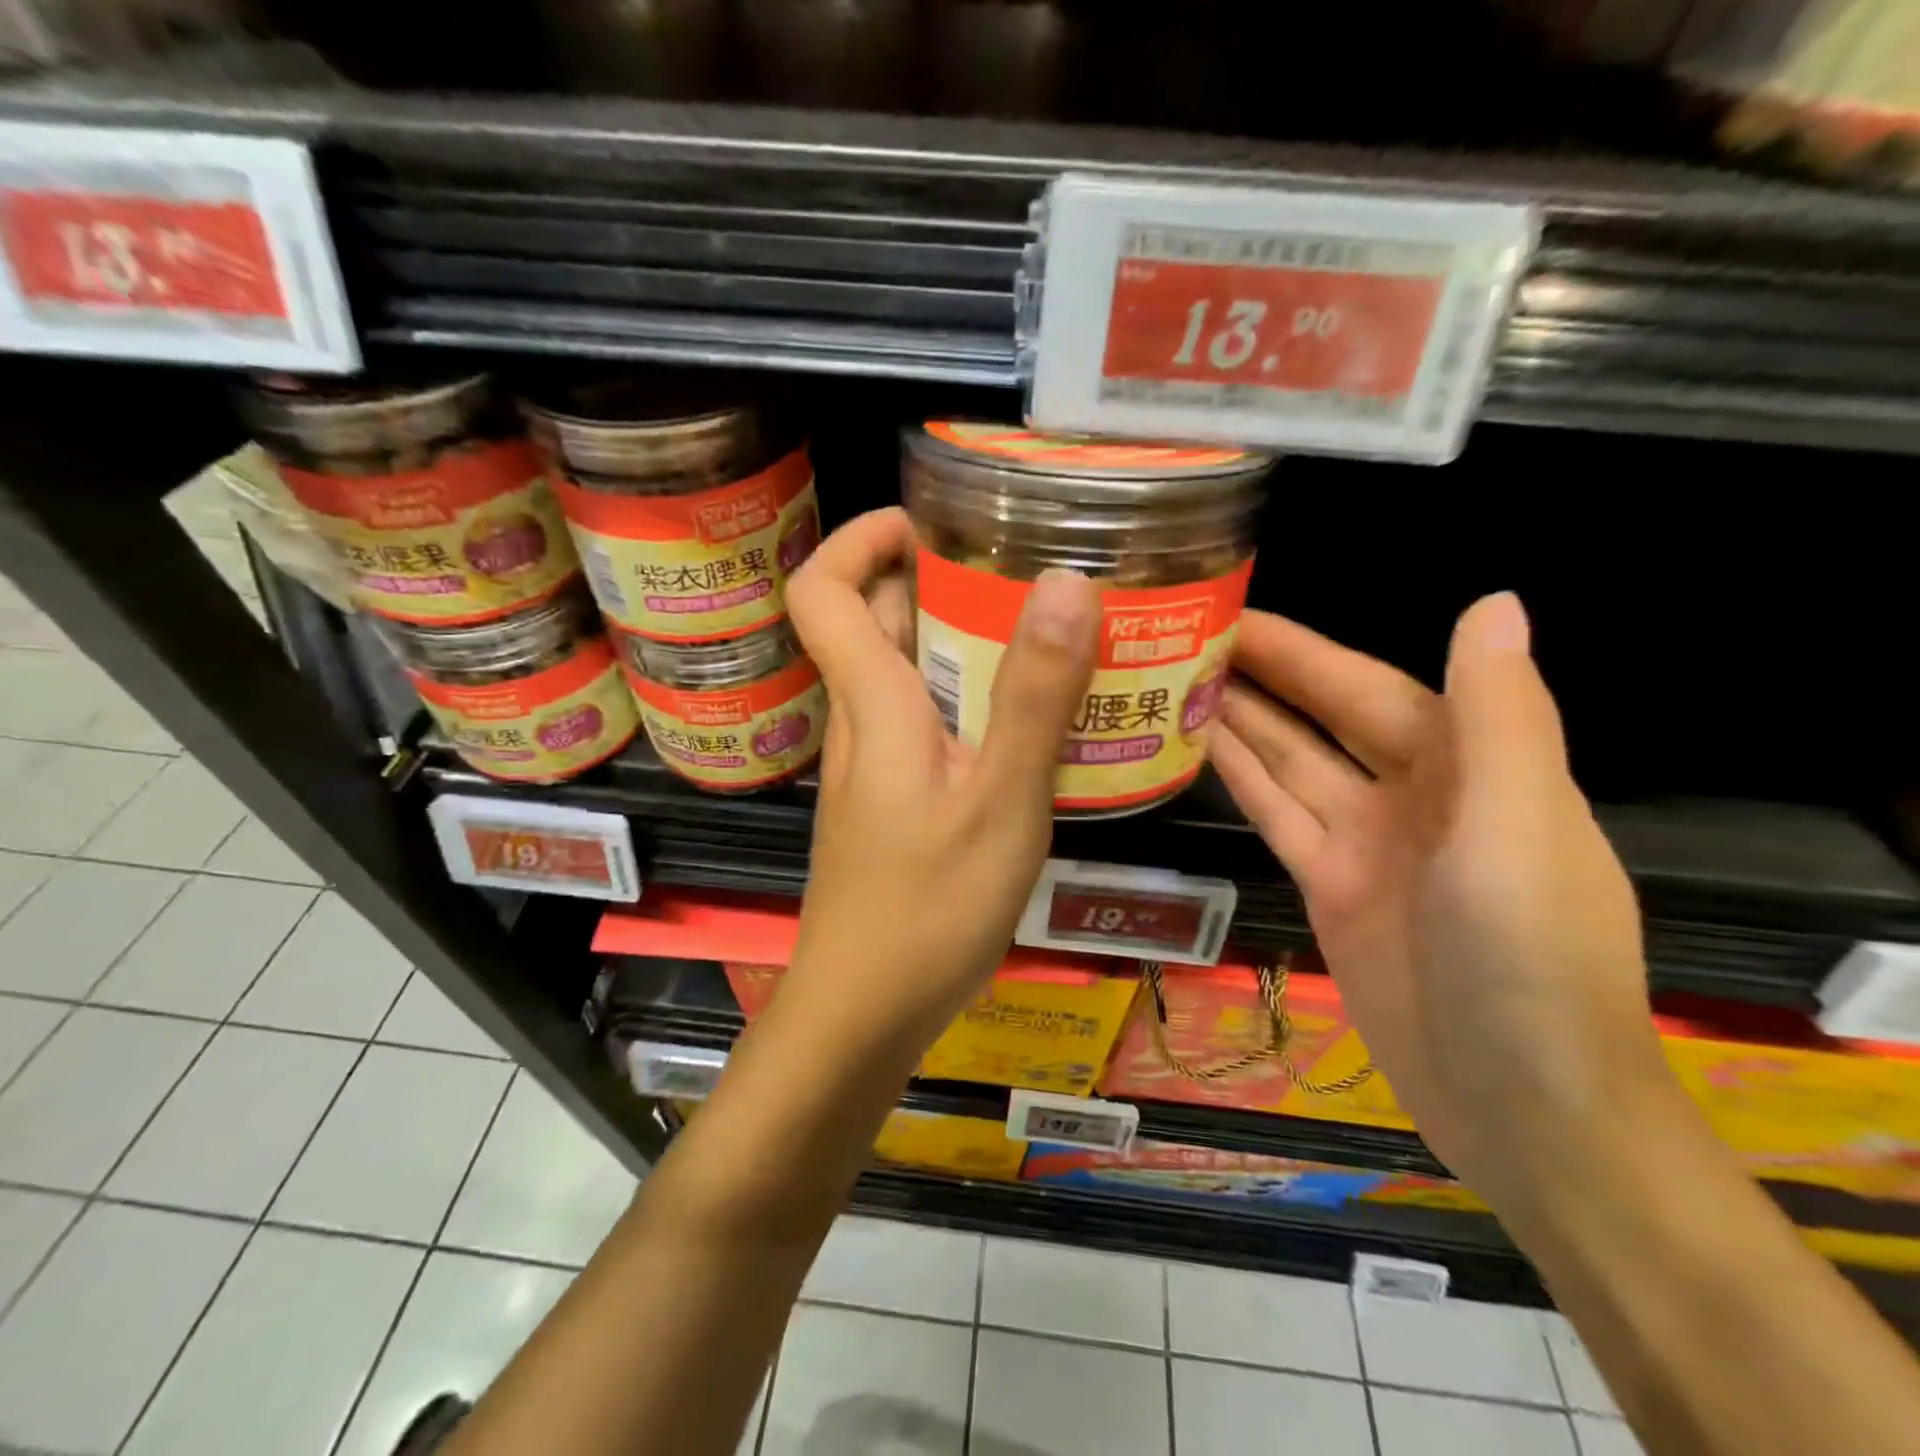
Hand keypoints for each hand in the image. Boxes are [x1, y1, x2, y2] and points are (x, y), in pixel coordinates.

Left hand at [782, 508, 1100, 1054]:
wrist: (864, 1012)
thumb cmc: (928, 909)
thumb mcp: (1000, 800)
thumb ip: (1033, 696)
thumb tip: (1064, 583)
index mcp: (873, 704)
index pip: (821, 590)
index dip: (862, 538)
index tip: (933, 524)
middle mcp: (863, 722)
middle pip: (876, 622)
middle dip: (939, 583)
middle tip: (1024, 579)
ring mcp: (874, 766)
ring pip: (905, 676)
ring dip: (964, 644)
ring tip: (1049, 641)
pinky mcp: (892, 802)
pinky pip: (924, 725)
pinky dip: (969, 702)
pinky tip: (1031, 727)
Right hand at [1207, 594, 1670, 1202]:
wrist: (1524, 1109)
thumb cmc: (1533, 963)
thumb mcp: (1519, 830)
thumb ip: (1501, 716)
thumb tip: (1494, 601)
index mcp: (1469, 766)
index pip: (1367, 686)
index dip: (1304, 650)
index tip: (1237, 614)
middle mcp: (1411, 793)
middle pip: (1319, 718)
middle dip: (1260, 676)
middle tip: (1182, 638)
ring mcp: (1363, 842)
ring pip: (1288, 763)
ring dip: (1237, 722)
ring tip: (1173, 682)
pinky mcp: (1327, 887)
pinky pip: (1276, 816)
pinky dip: (1239, 780)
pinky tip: (1196, 748)